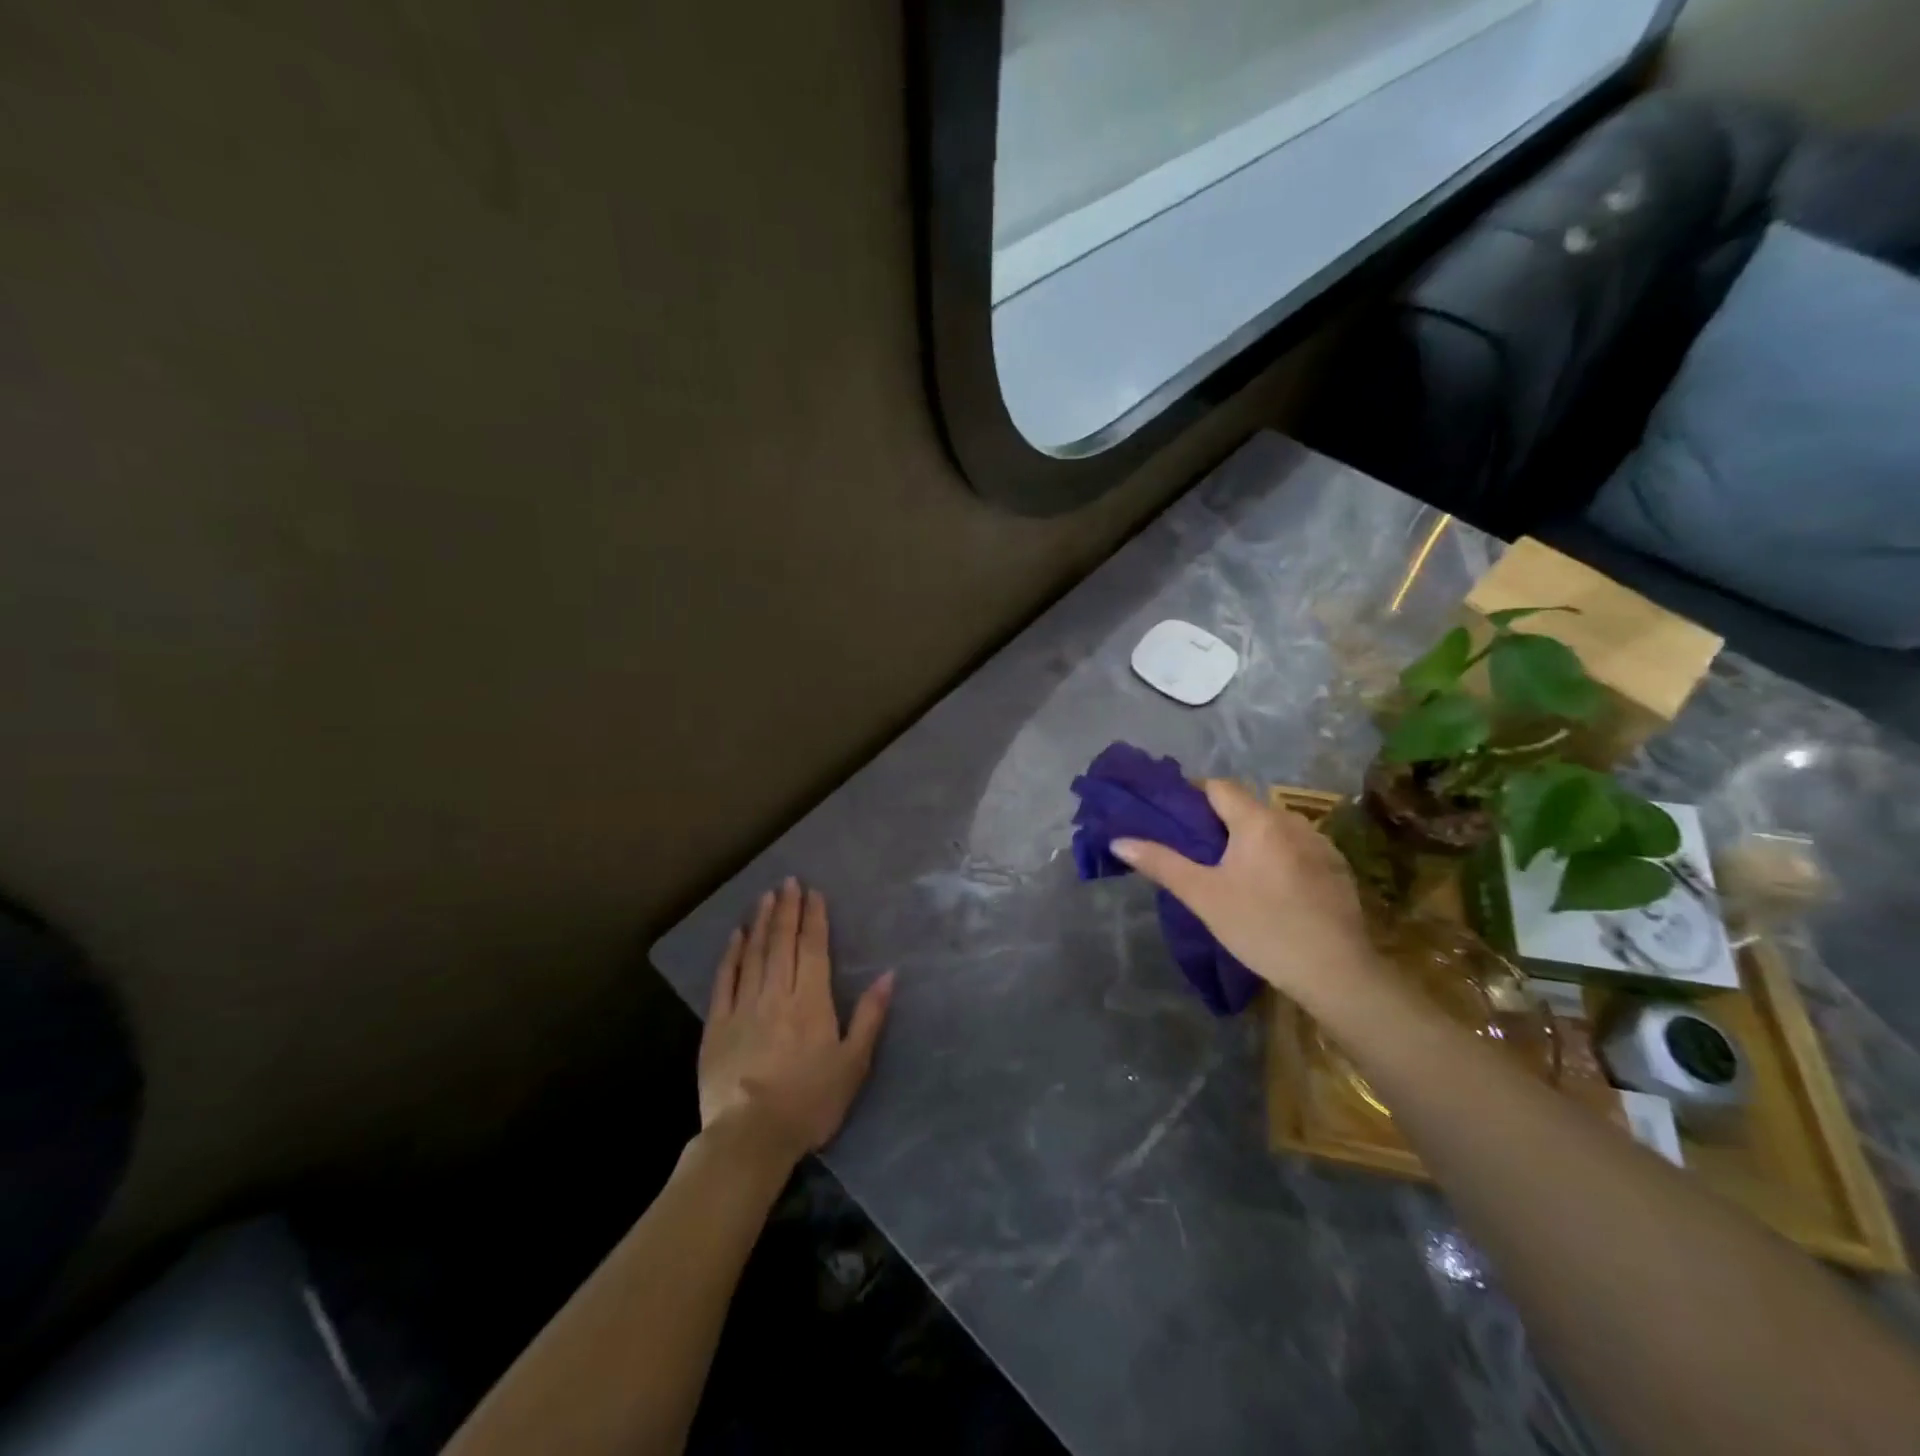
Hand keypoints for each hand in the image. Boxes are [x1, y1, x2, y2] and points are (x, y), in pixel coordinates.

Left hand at [699, 878, 894, 1165]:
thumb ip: (870, 1016)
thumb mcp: (853, 1064)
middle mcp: (777, 994)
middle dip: (787, 909)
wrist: (750, 1137)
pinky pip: (725, 980)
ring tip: (765, 896)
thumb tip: (889, 975)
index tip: (813, 892)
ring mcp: (743, 1007)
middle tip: (788, 881)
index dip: (814, 918)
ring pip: (754, 954)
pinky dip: (731, 954)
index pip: (813, 948)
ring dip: (761, 922)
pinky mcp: (717, 1025)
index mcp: (811, 1002)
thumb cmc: (810, 1103)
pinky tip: (736, 936)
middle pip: (783, 943)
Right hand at [1113, 780, 1379, 1009]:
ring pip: (1273, 828)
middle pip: (1246, 806)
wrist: (1336, 972)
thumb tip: (1119, 840)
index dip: (1192, 794)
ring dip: (1250, 839)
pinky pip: (1296, 848)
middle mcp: (1291, 820)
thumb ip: (1161, 862)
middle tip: (1195, 850)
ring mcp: (1320, 843)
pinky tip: (1271, 889)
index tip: (1172, 817)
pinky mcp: (1337, 868)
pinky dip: (1277, 856)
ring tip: (1231, 871)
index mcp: (1257, 820)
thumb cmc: (1261, 927)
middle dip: (1218, 821)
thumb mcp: (1203, 896)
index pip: (1218, 786)